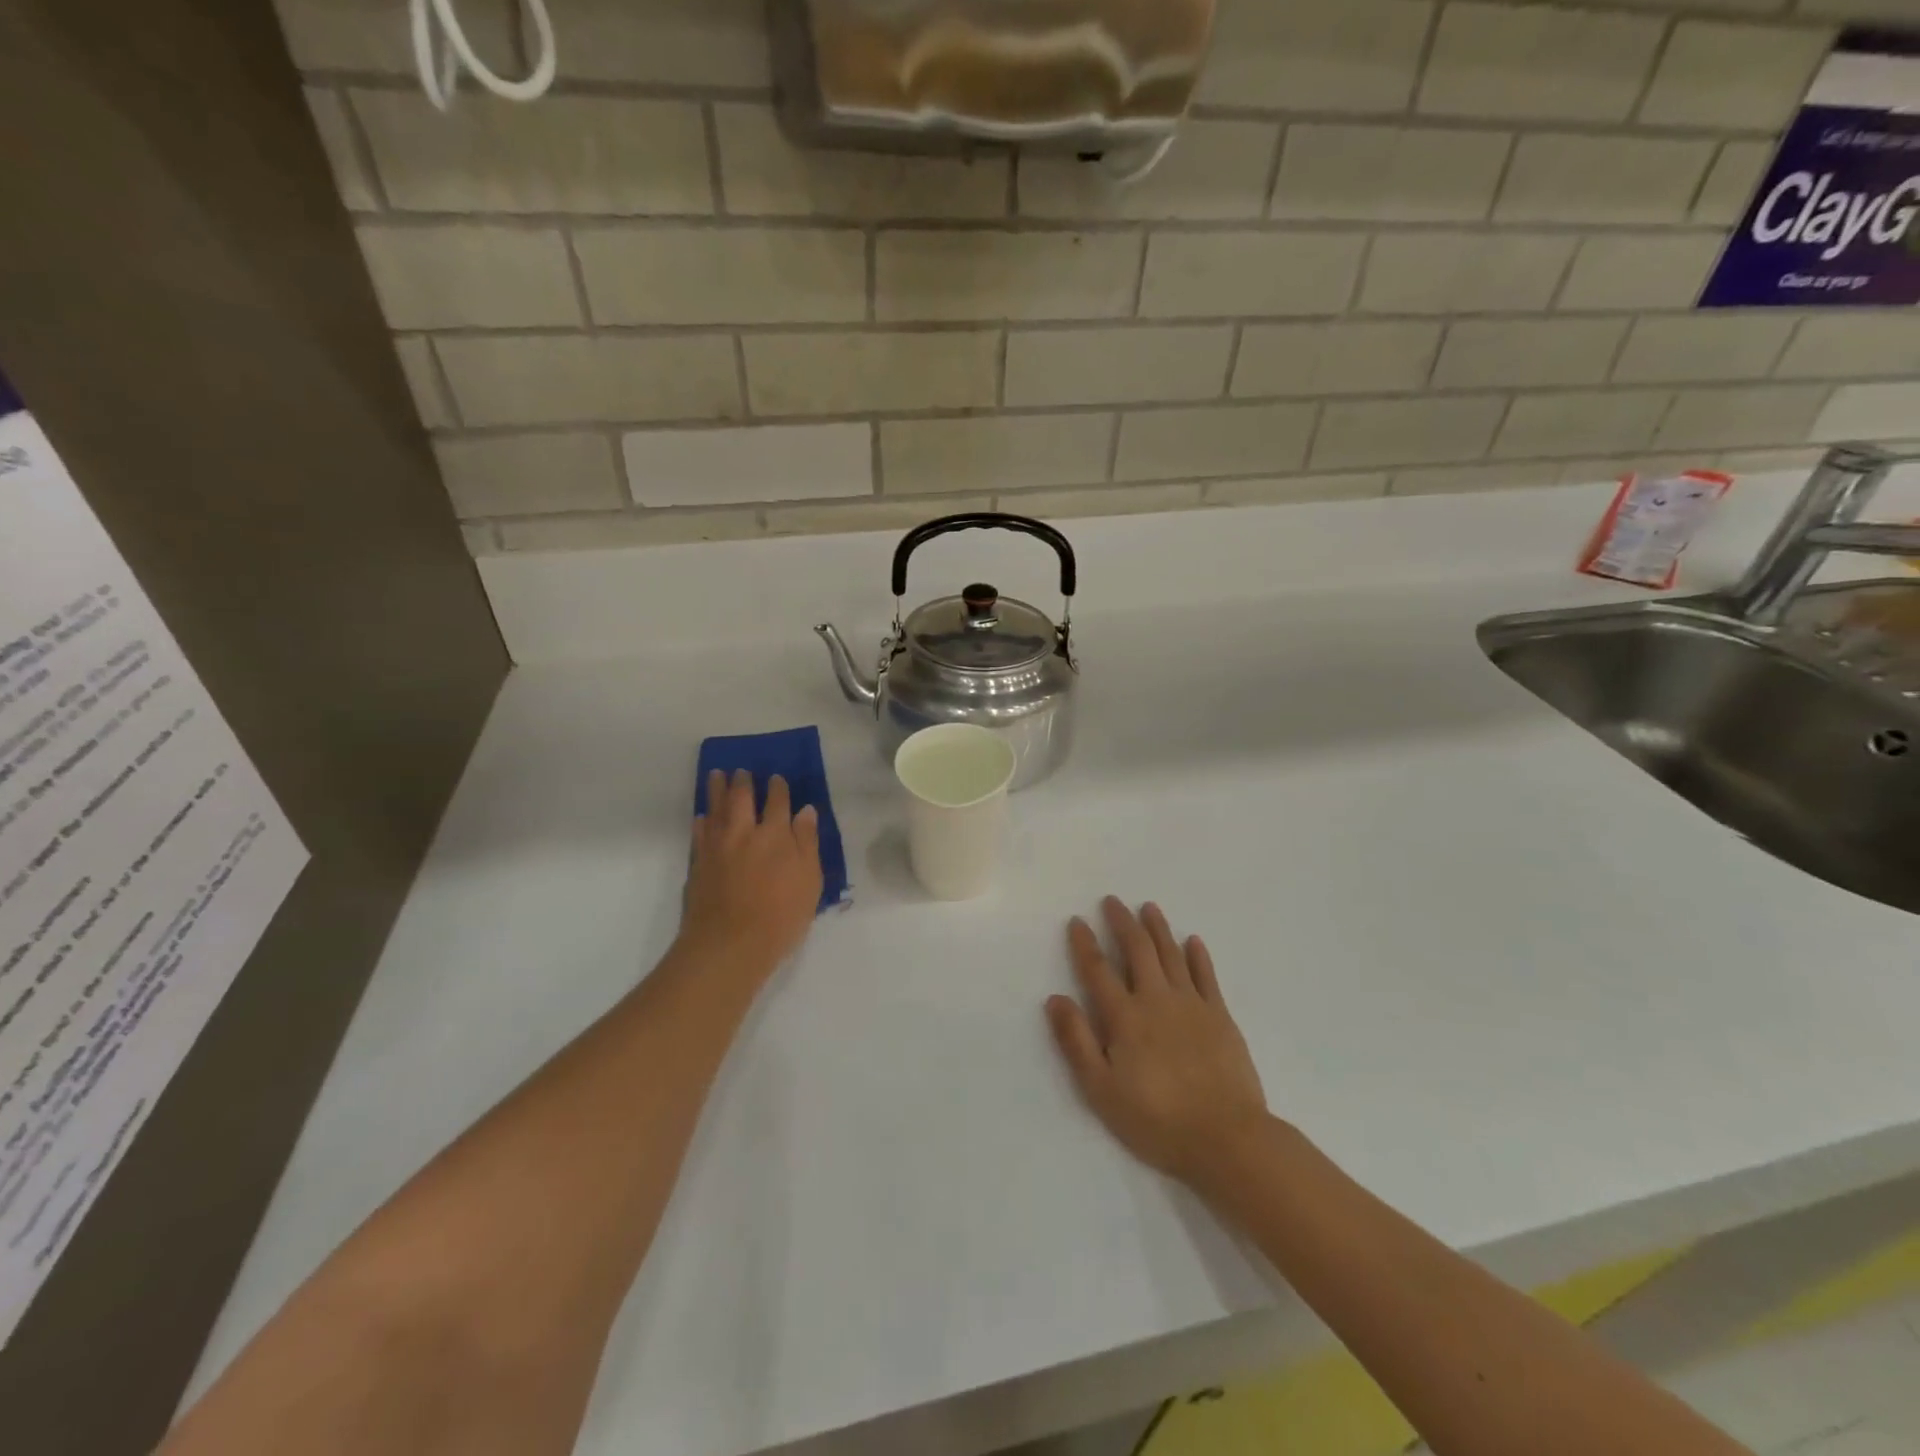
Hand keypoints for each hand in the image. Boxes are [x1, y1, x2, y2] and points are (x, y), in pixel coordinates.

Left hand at [682, 770, 823, 978]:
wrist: (729, 945)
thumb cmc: (780, 916)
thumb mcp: (809, 880)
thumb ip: (807, 843)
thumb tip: (805, 811)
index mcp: (776, 835)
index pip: (778, 802)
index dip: (778, 788)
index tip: (776, 778)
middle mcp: (745, 833)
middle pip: (742, 798)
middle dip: (743, 782)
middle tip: (741, 771)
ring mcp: (717, 847)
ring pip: (716, 809)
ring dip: (716, 790)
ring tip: (716, 775)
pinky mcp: (698, 864)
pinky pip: (699, 833)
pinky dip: (702, 821)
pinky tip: (702, 817)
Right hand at [1046, 898, 1269, 1187]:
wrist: (1226, 1138)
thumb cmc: (1156, 1120)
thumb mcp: (1102, 1090)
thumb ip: (1077, 1042)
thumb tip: (1055, 999)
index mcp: (1124, 1017)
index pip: (1098, 970)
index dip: (1085, 944)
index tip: (1077, 921)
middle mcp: (1156, 999)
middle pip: (1137, 950)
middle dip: (1122, 922)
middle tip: (1112, 901)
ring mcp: (1192, 1004)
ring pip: (1171, 954)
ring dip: (1158, 928)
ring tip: (1149, 907)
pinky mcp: (1220, 1016)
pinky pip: (1206, 976)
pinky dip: (1197, 955)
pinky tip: (1193, 941)